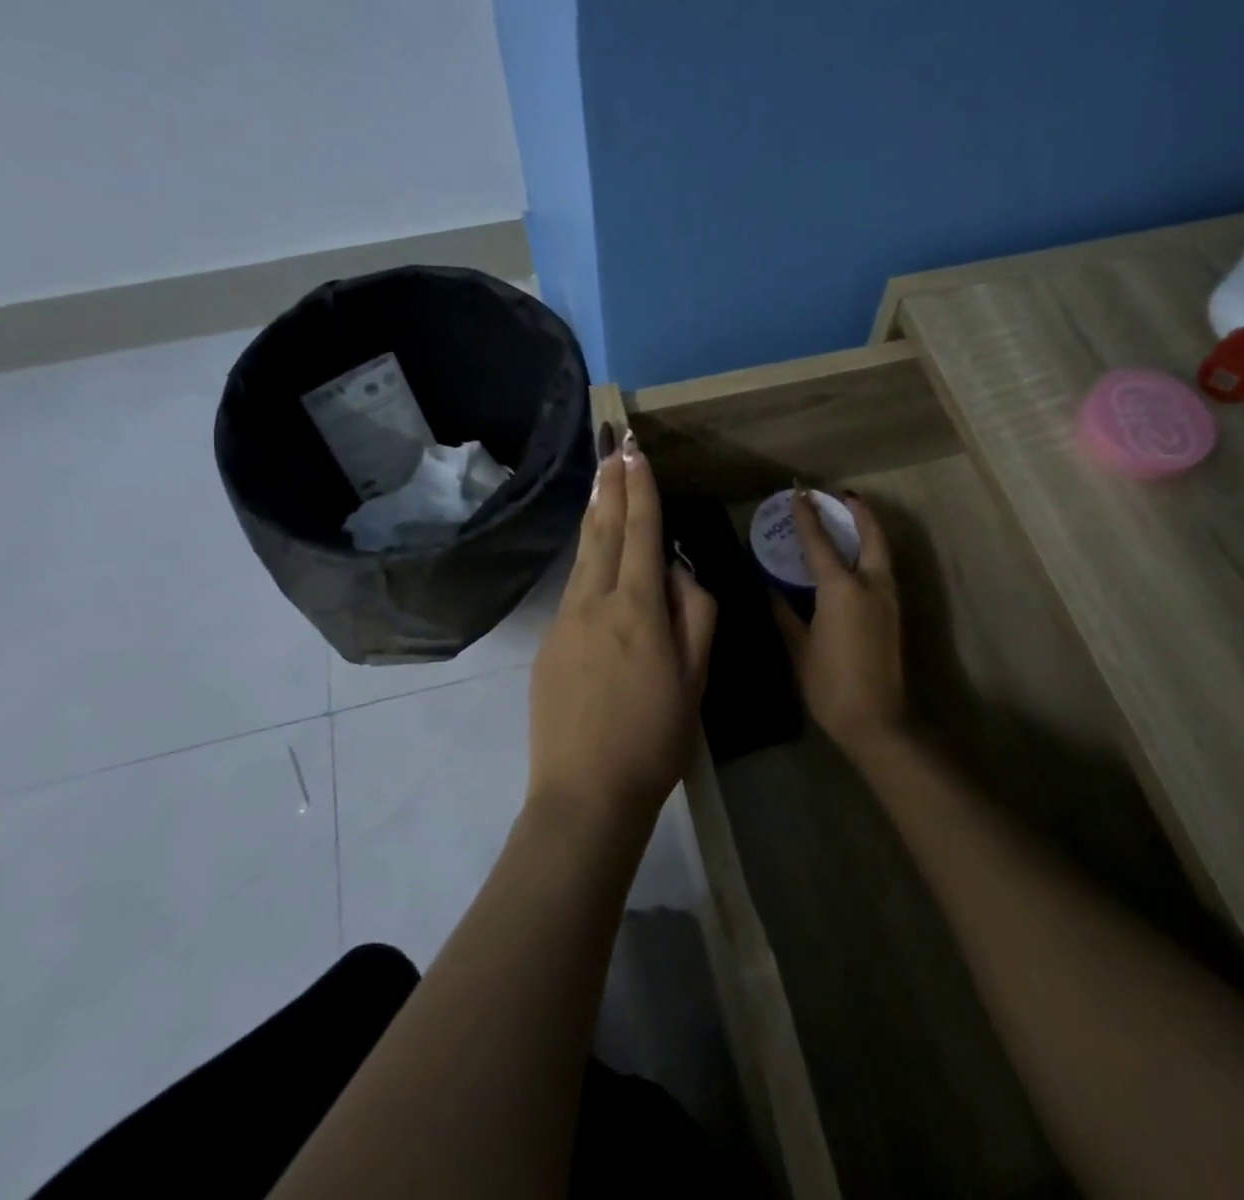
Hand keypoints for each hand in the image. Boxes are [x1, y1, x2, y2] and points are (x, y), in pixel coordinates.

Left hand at [528, 423, 716, 830]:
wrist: (585, 795)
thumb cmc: (654, 739)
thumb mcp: (695, 679)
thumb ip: (693, 615)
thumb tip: (676, 572)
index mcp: (637, 608)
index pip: (640, 533)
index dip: (640, 491)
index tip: (636, 454)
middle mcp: (594, 603)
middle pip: (603, 532)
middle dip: (611, 487)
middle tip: (613, 448)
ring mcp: (564, 623)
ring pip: (583, 557)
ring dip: (594, 515)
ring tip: (600, 483)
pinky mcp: (548, 645)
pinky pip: (573, 590)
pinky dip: (586, 561)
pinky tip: (593, 556)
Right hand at [771, 488, 907, 761]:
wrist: (878, 721)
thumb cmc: (830, 684)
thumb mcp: (800, 648)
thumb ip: (785, 613)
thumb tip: (770, 590)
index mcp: (841, 589)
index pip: (820, 542)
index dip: (807, 516)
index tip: (798, 492)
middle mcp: (870, 584)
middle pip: (869, 535)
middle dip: (857, 511)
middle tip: (840, 495)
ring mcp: (887, 598)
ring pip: (881, 550)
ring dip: (867, 529)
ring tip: (849, 517)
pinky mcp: (894, 613)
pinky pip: (881, 568)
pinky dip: (870, 551)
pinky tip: (854, 557)